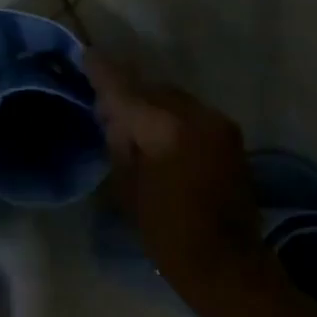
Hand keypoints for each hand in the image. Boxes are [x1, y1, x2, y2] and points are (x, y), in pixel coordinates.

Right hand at [85, 53, 265, 296]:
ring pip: (174, 100)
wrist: (225, 261)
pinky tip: (158, 135)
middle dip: (129, 92)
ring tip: (131, 122)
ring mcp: (219, 124)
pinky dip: (171, 118)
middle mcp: (197, 116)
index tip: (86, 54)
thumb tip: (116, 118)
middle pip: (154, 90)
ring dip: (152, 105)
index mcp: (167, 129)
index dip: (104, 73)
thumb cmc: (167, 232)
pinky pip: (191, 114)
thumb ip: (120, 144)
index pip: (127, 91)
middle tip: (105, 104)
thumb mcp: (129, 190)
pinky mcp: (230, 137)